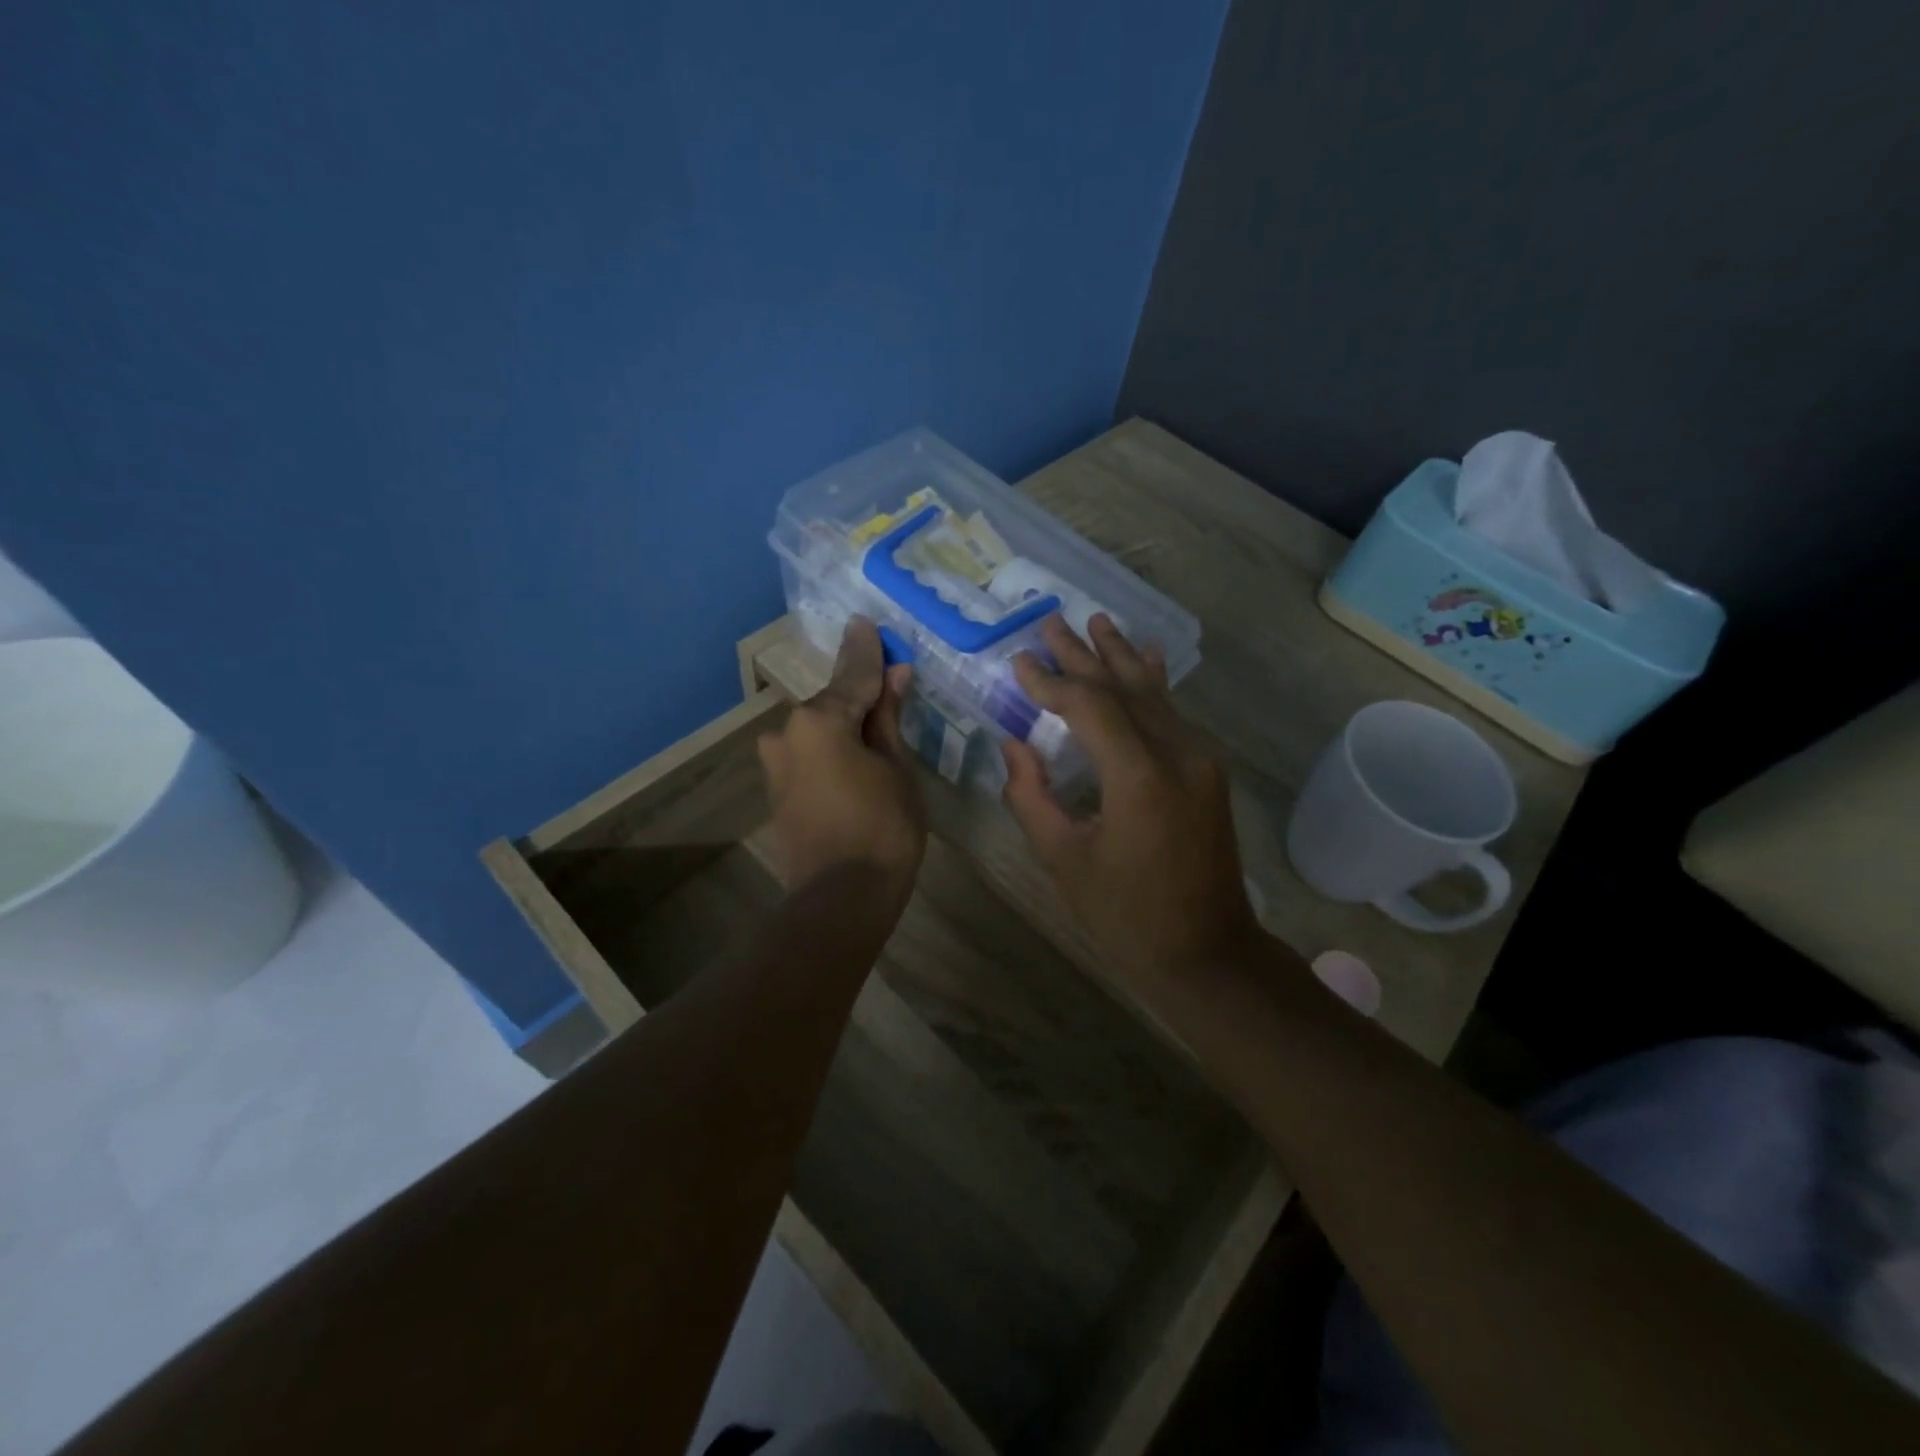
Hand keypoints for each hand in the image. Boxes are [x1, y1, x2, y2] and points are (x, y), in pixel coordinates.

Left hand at [759, 617, 926, 898]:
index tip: (867, 621)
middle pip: (833, 703)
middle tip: (890, 683)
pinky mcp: (777, 789)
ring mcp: (776, 762)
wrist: (841, 897)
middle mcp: (787, 732)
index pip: (854, 675)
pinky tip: (853, 753)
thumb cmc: (883, 827)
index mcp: (818, 719)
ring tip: (876, 725)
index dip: (868, 651)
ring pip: (819, 730)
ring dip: (845, 724)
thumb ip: (887, 718)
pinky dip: (831, 748)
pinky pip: (809, 754)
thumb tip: (893, 676)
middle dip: (861, 693)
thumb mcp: (896, 767)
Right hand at [1001, 615, 1262, 984]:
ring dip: (1118, 657)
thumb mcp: (1063, 859)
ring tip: (1095, 621)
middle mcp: (1176, 753)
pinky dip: (1153, 682)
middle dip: (1082, 654)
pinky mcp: (1207, 769)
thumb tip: (1014, 745)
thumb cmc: (1125, 914)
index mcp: (1137, 777)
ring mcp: (1199, 758)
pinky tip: (1147, 654)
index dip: (1050, 682)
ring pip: (1152, 693)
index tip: (1020, 662)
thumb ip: (1031, 796)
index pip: (1088, 706)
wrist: (1207, 950)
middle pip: (1122, 688)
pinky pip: (1173, 713)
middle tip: (1049, 622)